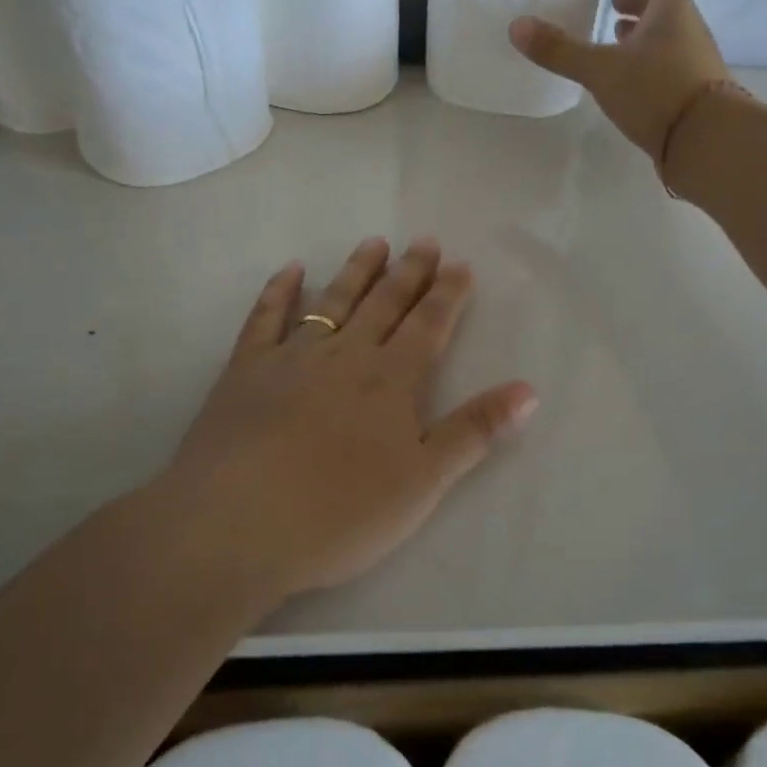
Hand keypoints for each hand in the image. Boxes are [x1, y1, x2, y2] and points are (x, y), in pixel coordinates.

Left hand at [158, 238, 536, 598]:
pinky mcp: (245, 370)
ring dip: (356, 272)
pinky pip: (265, 318)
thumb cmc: (340, 512)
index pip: (428, 326)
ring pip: (332, 302)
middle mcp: (345, 356)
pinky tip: (291, 270)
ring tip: (374, 243)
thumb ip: (474, 432)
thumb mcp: (423, 482)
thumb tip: (529, 390)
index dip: (448, 295)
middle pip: (384, 304)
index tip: (460, 265)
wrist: (237, 525)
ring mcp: (291, 358)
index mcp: (391, 381)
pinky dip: (280, 291)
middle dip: (409, 273)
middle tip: (424, 242)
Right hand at [509, 0, 728, 156]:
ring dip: (645, 30)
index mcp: (671, 11)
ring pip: (669, 34)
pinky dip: (650, 58)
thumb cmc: (656, 92)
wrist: (708, 141)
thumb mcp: (601, 71)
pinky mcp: (695, 92)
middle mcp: (688, 30)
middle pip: (667, 3)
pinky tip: (632, 77)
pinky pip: (671, 62)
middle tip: (615, 2)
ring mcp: (696, 62)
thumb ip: (561, 51)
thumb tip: (517, 26)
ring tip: (618, 37)